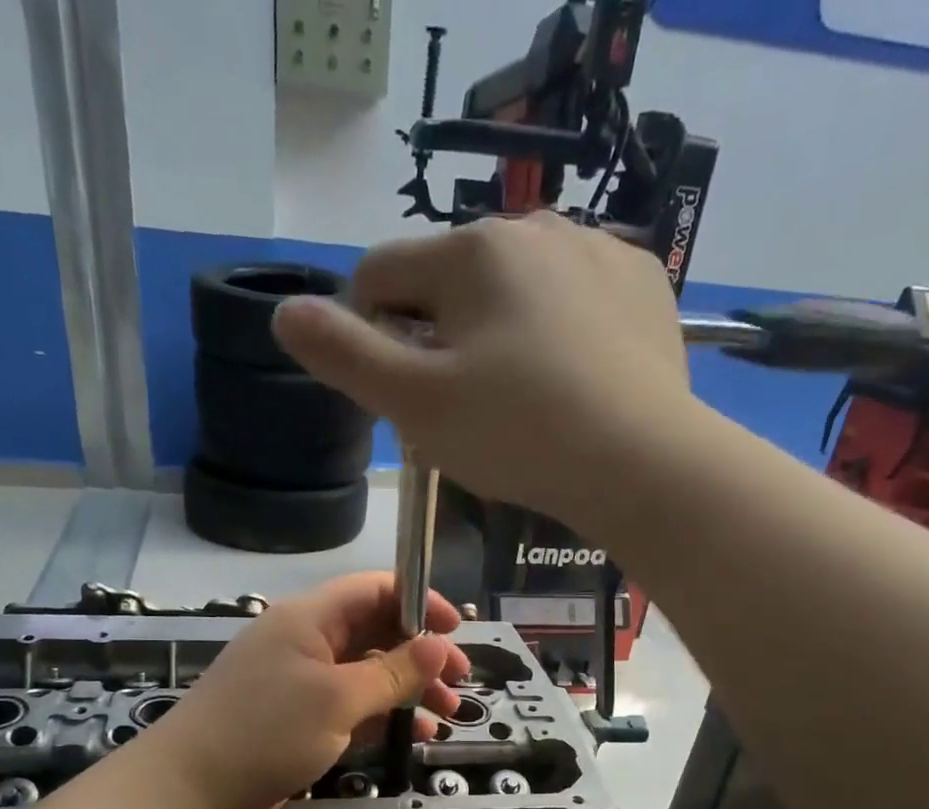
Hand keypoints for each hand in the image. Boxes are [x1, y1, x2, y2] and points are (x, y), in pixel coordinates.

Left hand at [138, 574, 472, 808]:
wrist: (191, 791)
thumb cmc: (266, 731)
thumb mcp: (337, 698)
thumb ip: (392, 671)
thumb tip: (439, 644)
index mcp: (308, 619)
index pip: (373, 590)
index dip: (418, 601)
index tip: (456, 629)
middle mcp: (305, 644)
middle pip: (375, 633)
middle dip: (421, 654)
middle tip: (460, 680)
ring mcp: (300, 685)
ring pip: (367, 675)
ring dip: (408, 690)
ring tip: (446, 714)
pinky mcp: (298, 722)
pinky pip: (351, 709)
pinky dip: (383, 718)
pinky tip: (415, 736)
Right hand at [270, 212, 692, 526]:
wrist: (643, 462)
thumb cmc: (518, 434)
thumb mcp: (416, 404)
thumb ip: (344, 355)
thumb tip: (285, 313)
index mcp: (470, 250)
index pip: (380, 276)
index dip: (370, 337)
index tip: (399, 397)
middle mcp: (533, 226)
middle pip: (449, 284)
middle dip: (438, 341)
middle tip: (463, 414)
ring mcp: (595, 249)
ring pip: (512, 291)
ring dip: (496, 337)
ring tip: (520, 404)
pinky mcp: (640, 282)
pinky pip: (571, 300)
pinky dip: (556, 334)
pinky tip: (570, 383)